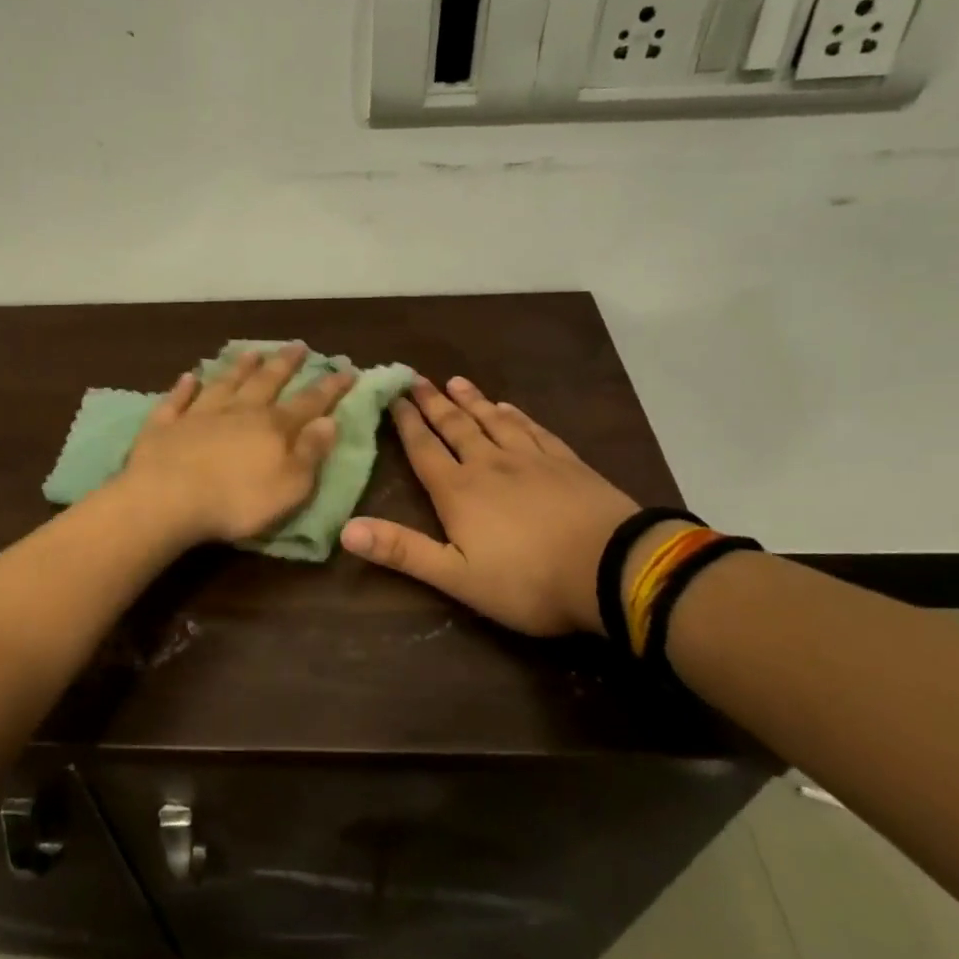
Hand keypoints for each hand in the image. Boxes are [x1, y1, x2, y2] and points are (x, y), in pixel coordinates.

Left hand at [122, 343, 354, 546]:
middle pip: (266, 382)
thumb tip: (329, 422)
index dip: (330, 387)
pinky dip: (184, 388)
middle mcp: (238, 412)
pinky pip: (177, 400)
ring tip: (252, 352)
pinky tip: (188, 377)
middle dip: (285, 364)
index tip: (347, 369)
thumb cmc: (236, 501)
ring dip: (239, 367)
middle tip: (298, 345)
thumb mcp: (289, 486)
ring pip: (224, 383)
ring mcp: (198, 415)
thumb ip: (310, 453)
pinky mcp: (165, 425)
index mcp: (273, 428)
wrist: (166, 500)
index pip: (309, 402)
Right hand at [340, 376, 637, 634]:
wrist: (612, 568)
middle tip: (416, 378)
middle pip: (455, 427)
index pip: (424, 449)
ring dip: (471, 400)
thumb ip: (402, 550)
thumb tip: (346, 529)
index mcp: (459, 491)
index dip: (406, 423)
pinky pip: (533, 429)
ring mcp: (532, 459)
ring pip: (493, 420)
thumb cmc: (527, 580)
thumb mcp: (456, 576)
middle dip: (433, 403)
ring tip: (455, 381)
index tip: (393, 396)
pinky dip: (516, 415)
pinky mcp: (566, 462)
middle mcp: (490, 464)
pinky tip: (510, 407)